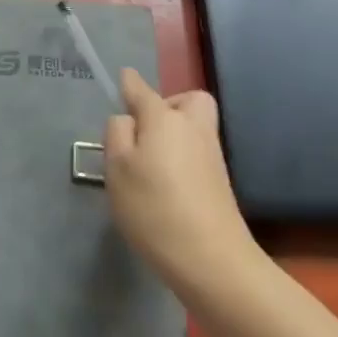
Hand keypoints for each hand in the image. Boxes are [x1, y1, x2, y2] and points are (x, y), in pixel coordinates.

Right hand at [104, 68, 258, 292]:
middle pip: (187, 100)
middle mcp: (192, 127)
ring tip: (149, 163)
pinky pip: (197, 151)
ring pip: (194, 126)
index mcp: (163, 118)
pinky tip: (166, 185)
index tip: (123, 78)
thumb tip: (127, 120)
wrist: (211, 258)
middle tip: (145, 130)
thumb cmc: (154, 207)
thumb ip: (117, 134)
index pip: (142, 90)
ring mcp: (211, 154)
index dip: (129, 83)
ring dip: (175, 132)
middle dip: (168, 105)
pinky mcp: (220, 181)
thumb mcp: (118, 168)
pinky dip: (183, 156)